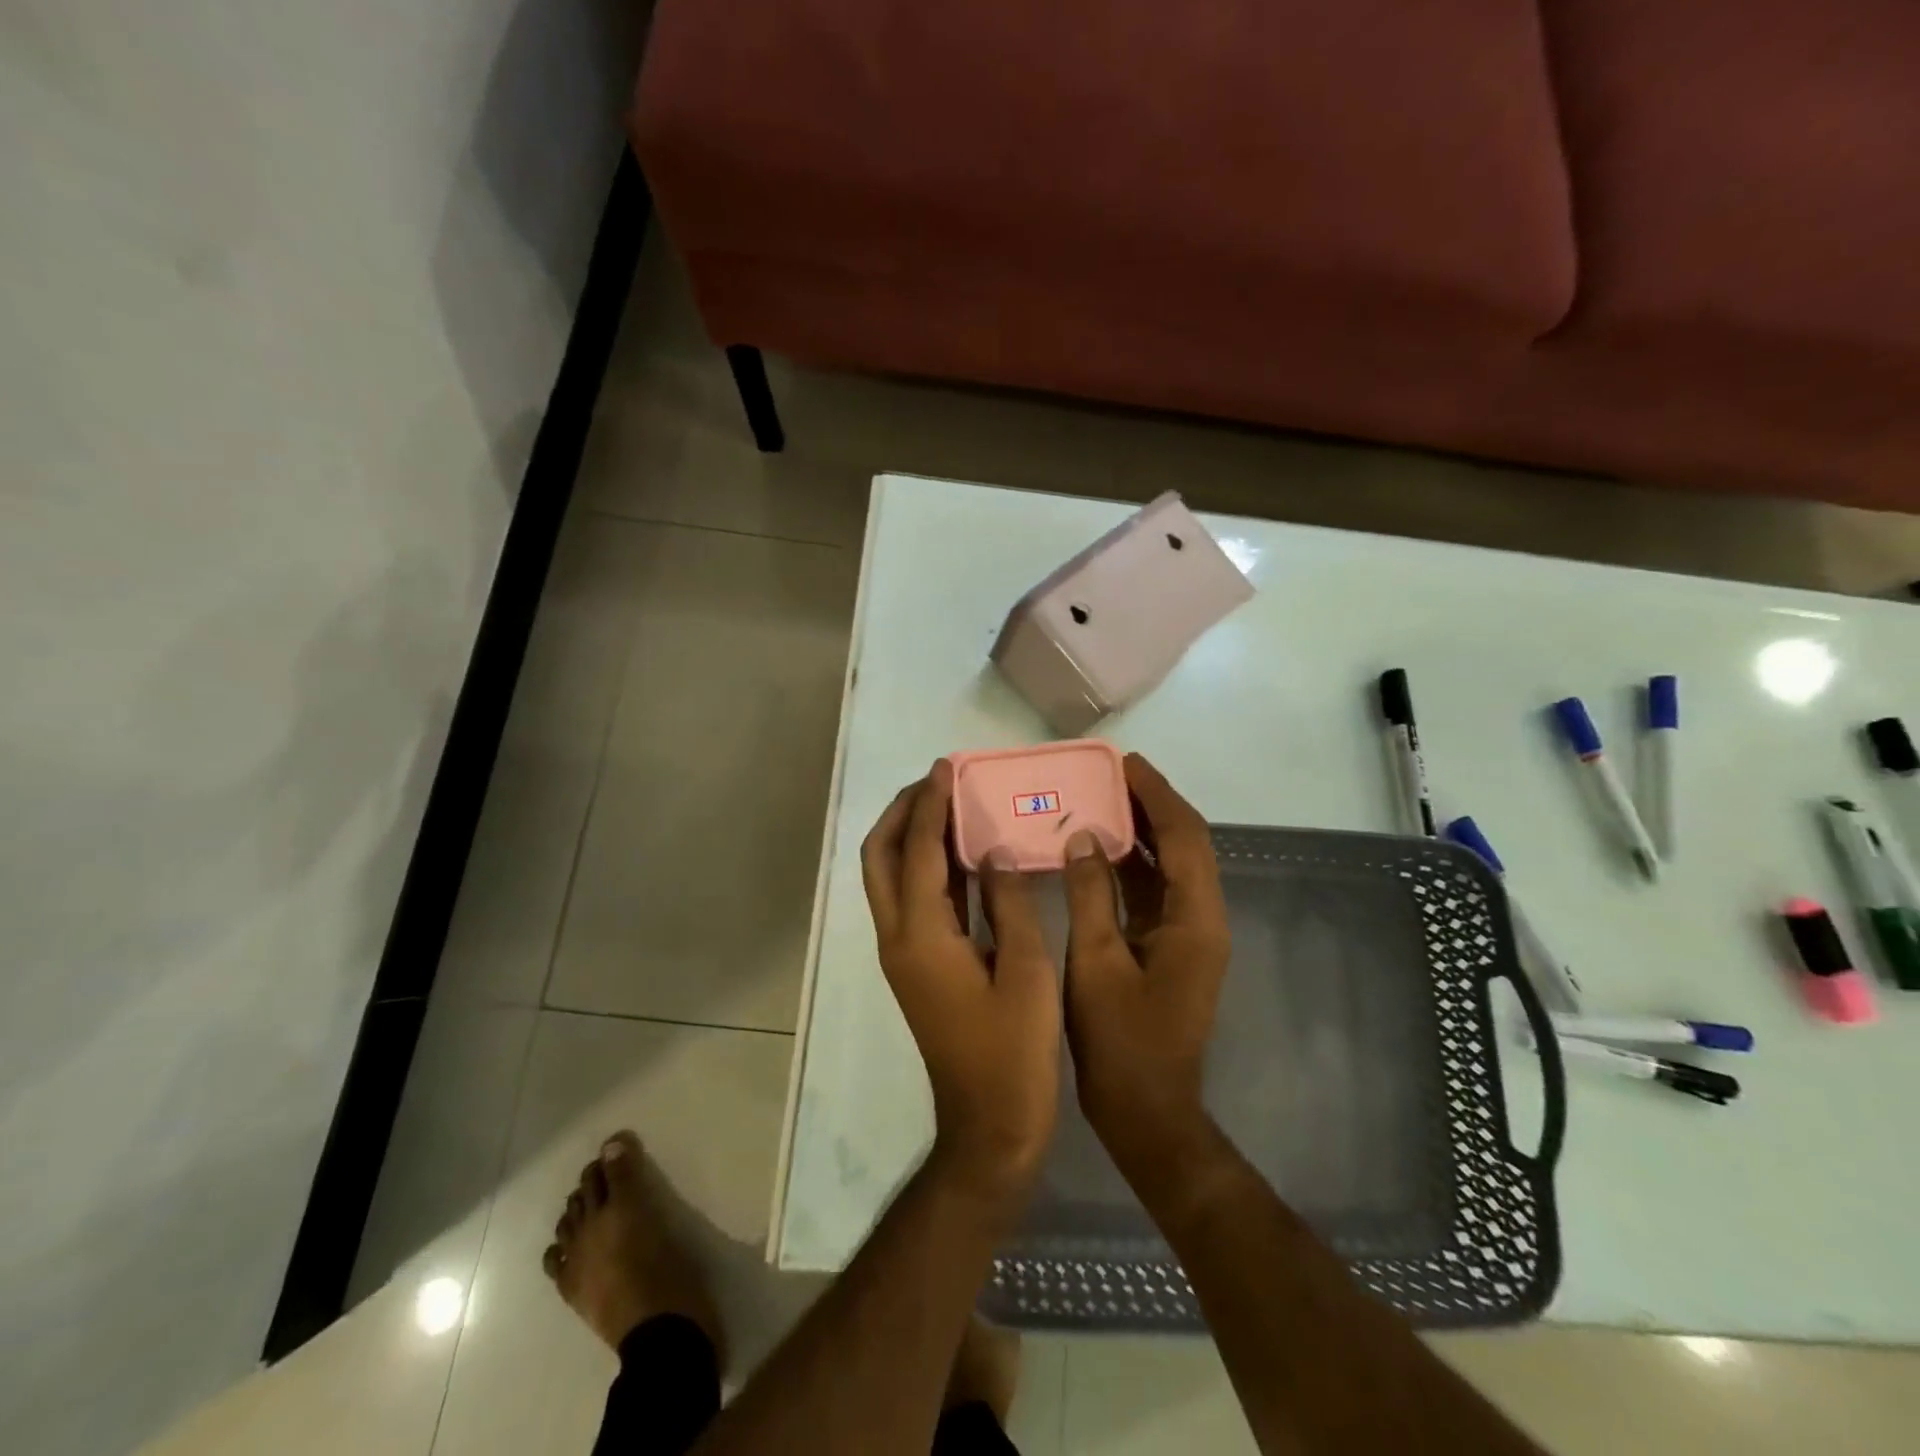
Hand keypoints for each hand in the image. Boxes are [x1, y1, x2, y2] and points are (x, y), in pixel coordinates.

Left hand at [861, 760, 1060, 1204]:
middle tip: (938, 782)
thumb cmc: (1014, 1054)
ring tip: (947, 804)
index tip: (948, 767)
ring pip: (889, 878)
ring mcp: (902, 954)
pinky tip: (962, 855)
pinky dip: (926, 868)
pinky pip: (910, 900)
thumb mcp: (1026, 972)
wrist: (988, 1127)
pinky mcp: (915, 967)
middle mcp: (898, 938)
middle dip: (903, 813)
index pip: (920, 851)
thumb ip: (1010, 903)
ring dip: (910, 836)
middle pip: (881, 858)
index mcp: (922, 936)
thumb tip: (994, 851)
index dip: (933, 805)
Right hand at [1061, 754, 1231, 1179]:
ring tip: (1102, 798)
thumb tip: (1085, 837)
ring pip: (1172, 866)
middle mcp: (1203, 919)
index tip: (1124, 763)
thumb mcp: (1096, 962)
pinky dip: (1133, 864)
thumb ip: (1091, 894)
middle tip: (1109, 774)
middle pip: (1186, 845)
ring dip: (1144, 831)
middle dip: (1152, 805)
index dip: (1157, 795)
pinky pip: (1156, 891)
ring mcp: (1190, 935)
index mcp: (1196, 919)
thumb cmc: (1121, 1041)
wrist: (1148, 1112)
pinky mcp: (1172, 948)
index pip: (1185, 837)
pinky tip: (1100, 850)